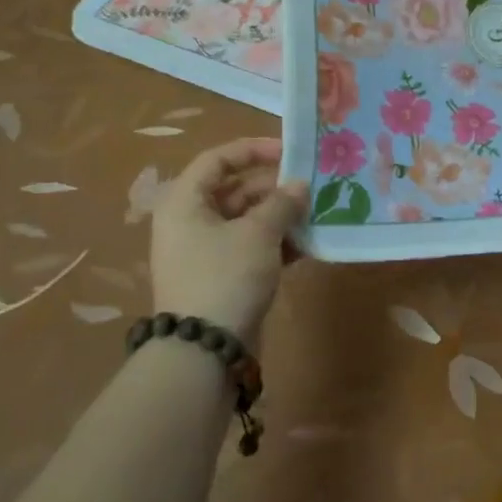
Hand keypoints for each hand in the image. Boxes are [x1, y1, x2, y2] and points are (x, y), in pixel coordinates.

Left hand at [148, 138, 308, 343]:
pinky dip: (276, 243)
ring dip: (280, 216)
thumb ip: (282, 203)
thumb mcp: (258, 233)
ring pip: (247, 220)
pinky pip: (251, 247)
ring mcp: (205, 252)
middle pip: (235, 189)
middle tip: (312, 186)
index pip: (218, 159)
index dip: (254, 150)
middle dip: (275, 187)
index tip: (290, 152)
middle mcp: (190, 221)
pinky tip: (307, 244)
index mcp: (185, 201)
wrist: (205, 351)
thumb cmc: (226, 276)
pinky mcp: (222, 277)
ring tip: (316, 213)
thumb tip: (300, 185)